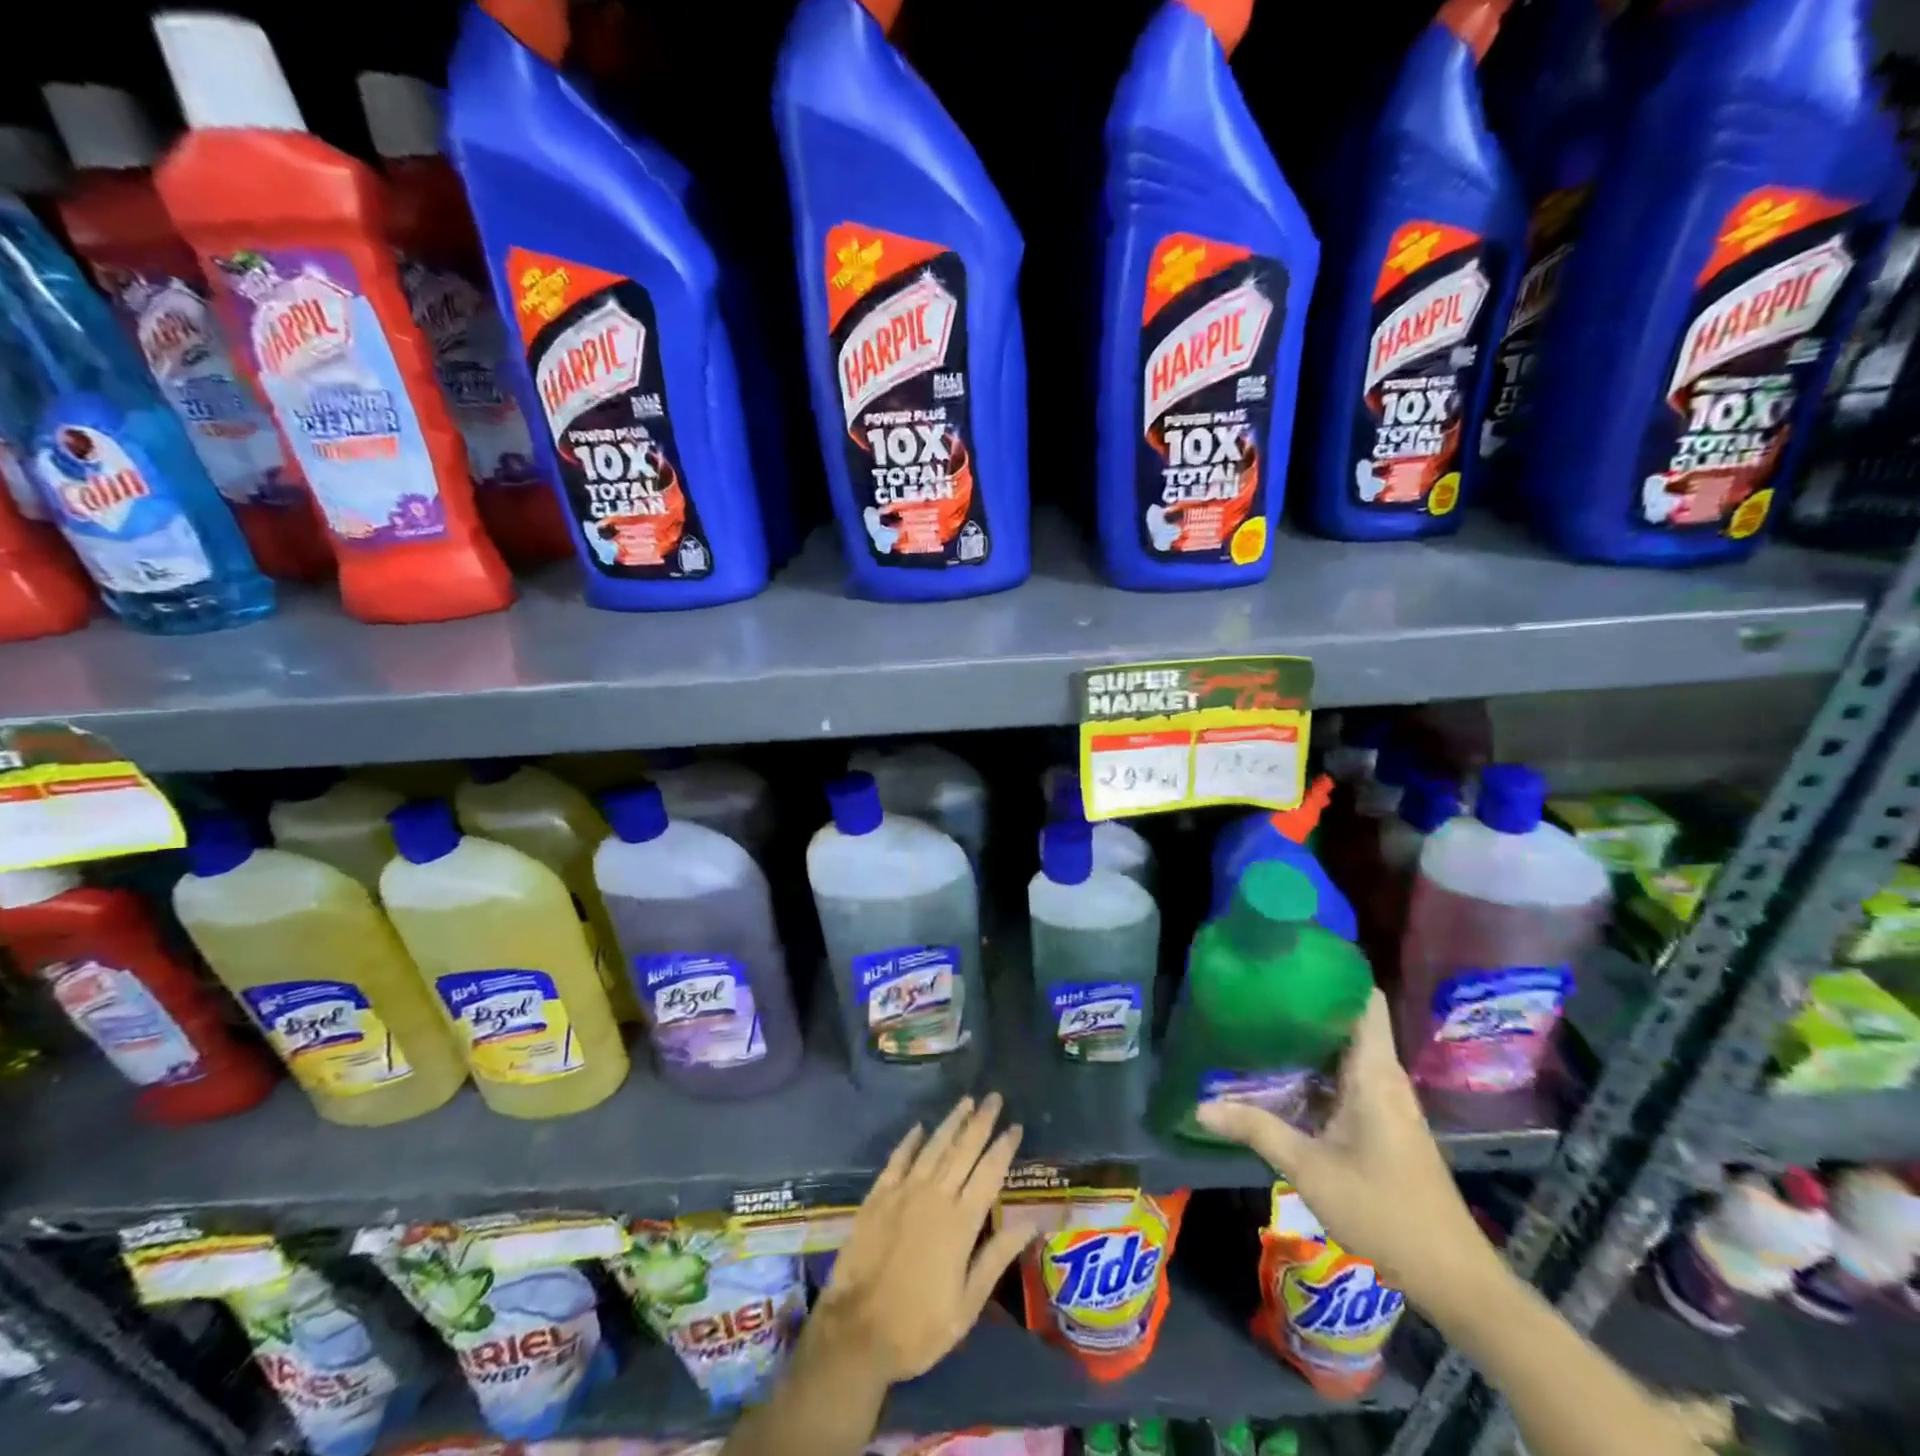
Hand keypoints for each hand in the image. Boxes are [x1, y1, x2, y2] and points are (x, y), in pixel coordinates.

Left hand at [808, 1094, 1028, 1385]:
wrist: (857, 1331)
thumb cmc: (919, 1326)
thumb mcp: (967, 1304)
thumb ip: (997, 1256)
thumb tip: (1032, 1222)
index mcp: (961, 1223)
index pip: (989, 1173)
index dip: (1004, 1147)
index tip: (1016, 1125)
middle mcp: (935, 1196)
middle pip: (963, 1150)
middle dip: (981, 1121)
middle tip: (994, 1097)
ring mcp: (903, 1192)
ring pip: (933, 1147)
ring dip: (951, 1122)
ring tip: (966, 1101)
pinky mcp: (878, 1197)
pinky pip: (898, 1159)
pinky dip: (910, 1142)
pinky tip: (919, 1128)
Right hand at [1194, 989, 1500, 1309]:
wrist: (1453, 1278)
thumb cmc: (1384, 1211)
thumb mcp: (1309, 1169)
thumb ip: (1256, 1129)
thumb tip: (1200, 1105)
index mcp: (1373, 1072)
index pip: (1364, 999)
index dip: (1334, 971)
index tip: (1292, 956)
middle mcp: (1384, 1076)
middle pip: (1348, 1019)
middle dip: (1306, 1001)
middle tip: (1257, 988)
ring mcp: (1387, 1100)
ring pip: (1345, 1050)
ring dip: (1308, 1037)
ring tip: (1260, 1020)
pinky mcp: (1385, 1122)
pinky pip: (1347, 1076)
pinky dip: (1317, 1067)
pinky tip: (1282, 1074)